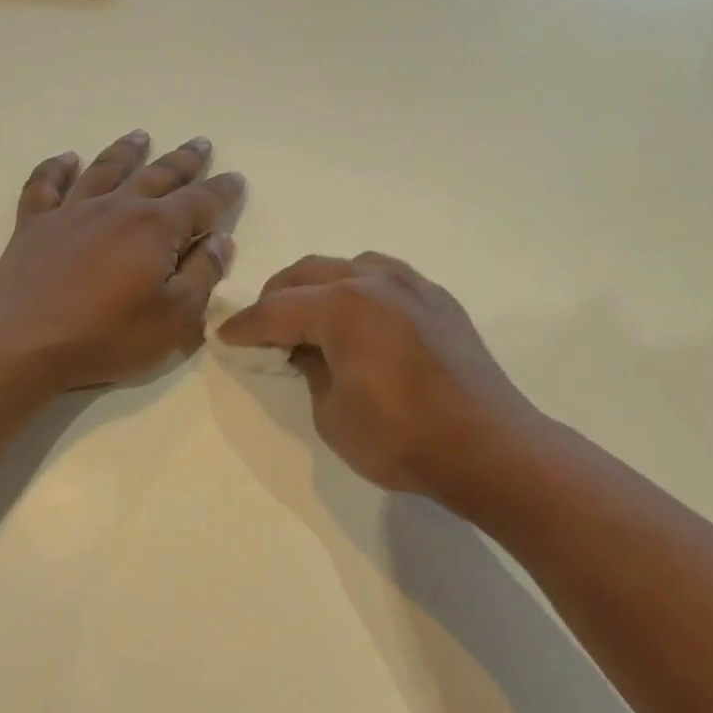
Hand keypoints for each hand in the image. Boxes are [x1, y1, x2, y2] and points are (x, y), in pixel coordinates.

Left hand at [0, 130, 244, 391]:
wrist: (25, 345)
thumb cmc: (109, 336)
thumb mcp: (176, 317)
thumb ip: (203, 274)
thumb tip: (221, 241)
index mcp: (155, 228)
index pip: (200, 202)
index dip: (222, 191)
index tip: (236, 178)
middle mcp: (116, 208)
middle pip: (157, 176)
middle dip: (183, 161)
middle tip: (200, 143)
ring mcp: (71, 213)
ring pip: (104, 170)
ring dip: (126, 152)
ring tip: (140, 136)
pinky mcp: (33, 227)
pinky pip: (45, 186)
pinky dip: (57, 169)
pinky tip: (67, 159)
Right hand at [217, 252, 542, 504]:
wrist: (487, 447)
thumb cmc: (401, 438)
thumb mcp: (332, 415)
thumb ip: (311, 372)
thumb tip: (308, 350)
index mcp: (343, 307)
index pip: (277, 310)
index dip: (246, 326)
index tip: (225, 337)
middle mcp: (376, 282)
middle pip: (309, 273)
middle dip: (277, 296)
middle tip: (262, 325)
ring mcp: (413, 286)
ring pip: (350, 266)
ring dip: (320, 286)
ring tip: (311, 317)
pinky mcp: (439, 301)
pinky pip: (386, 278)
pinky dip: (359, 289)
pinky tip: (361, 320)